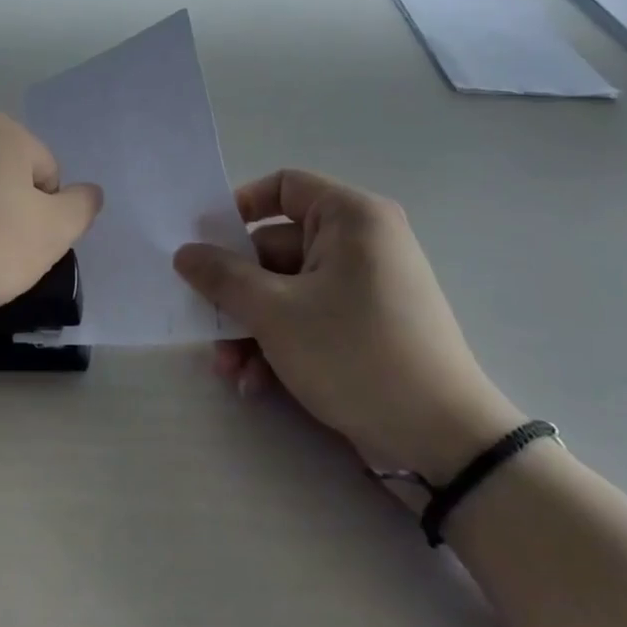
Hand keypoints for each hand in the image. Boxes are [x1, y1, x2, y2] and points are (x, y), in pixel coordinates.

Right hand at [174, 170, 521, 483]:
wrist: (442, 439)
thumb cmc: (355, 353)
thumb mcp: (275, 312)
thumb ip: (222, 277)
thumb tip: (184, 252)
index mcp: (350, 218)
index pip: (284, 187)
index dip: (238, 208)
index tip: (204, 242)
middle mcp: (360, 242)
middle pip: (276, 248)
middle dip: (237, 293)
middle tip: (206, 324)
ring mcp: (363, 286)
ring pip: (286, 290)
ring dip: (251, 327)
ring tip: (231, 369)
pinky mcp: (363, 325)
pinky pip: (308, 317)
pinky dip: (279, 343)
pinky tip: (257, 383)